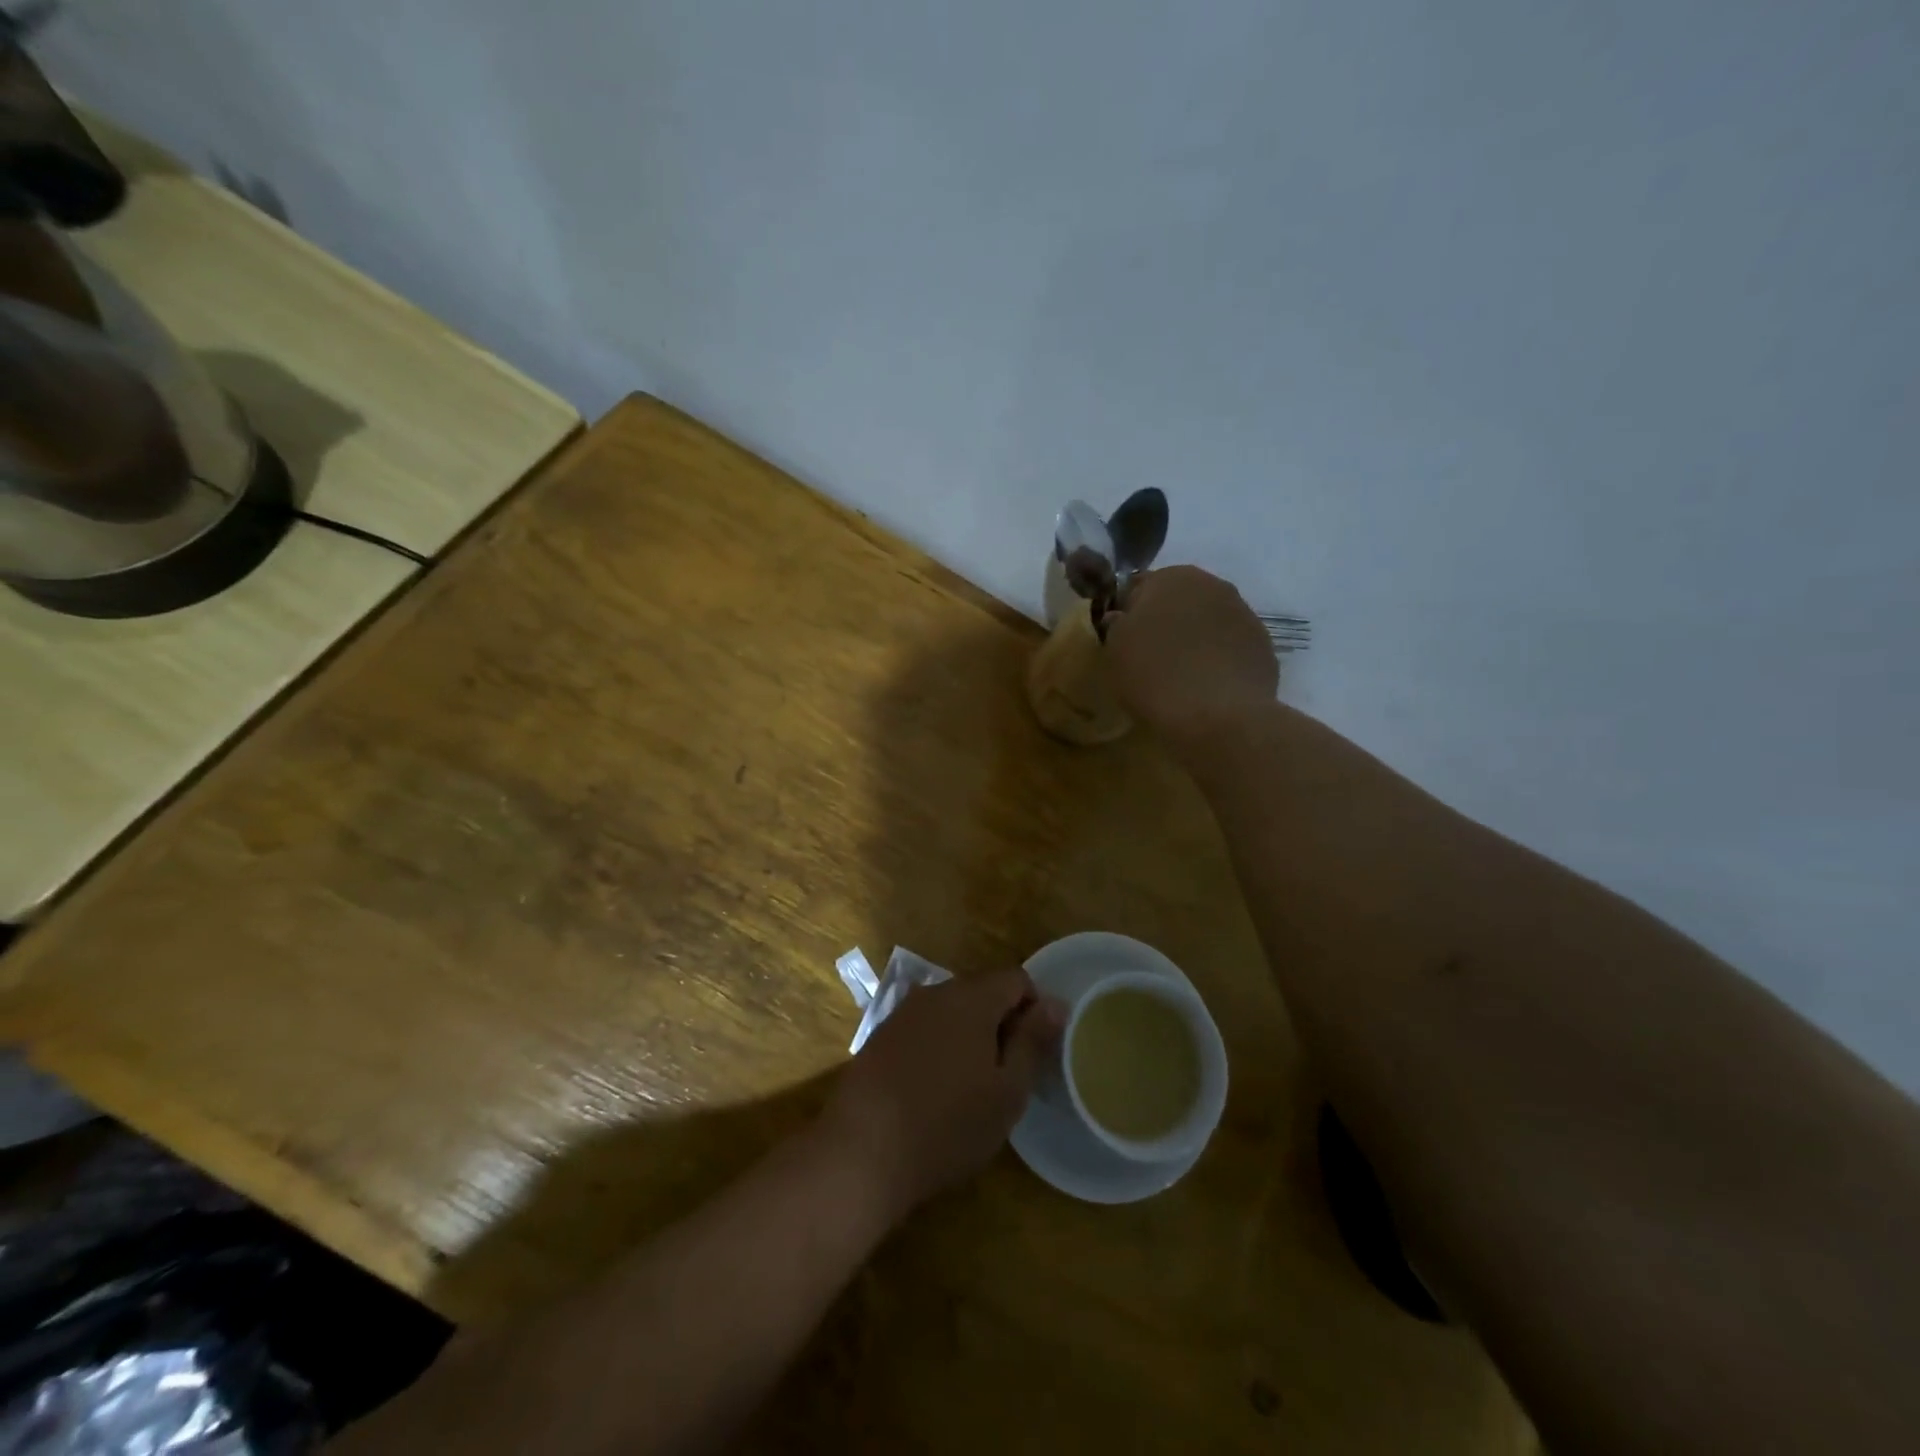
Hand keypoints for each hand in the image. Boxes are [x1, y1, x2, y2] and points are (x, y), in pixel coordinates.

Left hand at [820, 970, 1065, 1216]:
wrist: (862, 1152)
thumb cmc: (948, 1125)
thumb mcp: (1007, 1091)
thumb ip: (1033, 1041)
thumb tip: (1056, 1003)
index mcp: (971, 997)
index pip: (1016, 979)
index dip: (1034, 1009)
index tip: (1035, 1052)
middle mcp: (935, 992)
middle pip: (982, 991)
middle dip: (1001, 1022)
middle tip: (1006, 1075)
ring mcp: (903, 1012)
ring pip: (952, 1010)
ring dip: (969, 1035)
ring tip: (971, 1086)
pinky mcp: (881, 1036)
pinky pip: (924, 1028)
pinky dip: (939, 1046)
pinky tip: (934, 1089)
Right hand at [1104, 565, 1277, 745]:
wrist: (1220, 716)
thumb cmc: (1155, 676)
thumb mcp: (1115, 651)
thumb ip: (1117, 625)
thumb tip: (1123, 617)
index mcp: (1171, 577)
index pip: (1139, 586)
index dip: (1128, 612)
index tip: (1122, 639)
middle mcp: (1212, 585)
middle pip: (1179, 600)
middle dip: (1165, 621)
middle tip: (1149, 656)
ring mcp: (1244, 614)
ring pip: (1207, 621)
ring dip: (1193, 638)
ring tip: (1180, 674)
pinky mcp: (1263, 645)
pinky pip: (1229, 646)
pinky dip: (1217, 658)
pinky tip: (1206, 685)